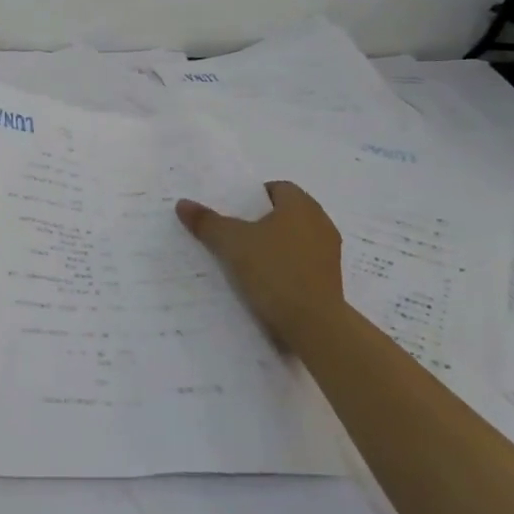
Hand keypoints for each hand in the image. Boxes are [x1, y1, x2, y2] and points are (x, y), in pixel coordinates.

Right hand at [176, 180, 344, 350]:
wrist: (314, 324)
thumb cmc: (273, 271)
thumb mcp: (231, 243)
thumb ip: (207, 222)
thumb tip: (182, 203)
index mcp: (301, 206)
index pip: (278, 188)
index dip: (254, 197)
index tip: (233, 212)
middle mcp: (321, 223)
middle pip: (287, 213)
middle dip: (262, 221)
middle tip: (234, 233)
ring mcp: (329, 253)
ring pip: (295, 239)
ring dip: (275, 245)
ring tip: (246, 259)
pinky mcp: (330, 280)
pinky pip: (303, 263)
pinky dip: (286, 266)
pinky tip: (265, 281)